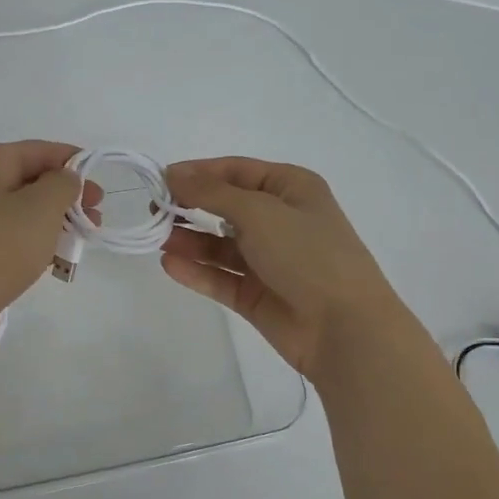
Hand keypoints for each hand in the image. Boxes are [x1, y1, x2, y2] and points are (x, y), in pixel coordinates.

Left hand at [0, 141, 99, 346]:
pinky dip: (37, 244)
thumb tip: (66, 178)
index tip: (102, 188)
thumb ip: (63, 184)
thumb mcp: (41, 207)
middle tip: (96, 218)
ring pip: (25, 212)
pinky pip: (14, 239)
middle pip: (33, 181)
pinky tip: (54, 262)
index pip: (42, 151)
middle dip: (68, 197)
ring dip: (56, 223)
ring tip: (81, 243)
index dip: (75, 163)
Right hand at [161, 156, 398, 380]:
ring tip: (160, 239)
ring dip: (190, 239)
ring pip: (219, 244)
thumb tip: (173, 173)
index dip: (198, 172)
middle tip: (154, 212)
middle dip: (190, 206)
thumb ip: (212, 192)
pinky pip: (220, 277)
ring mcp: (268, 260)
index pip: (236, 171)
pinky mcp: (256, 295)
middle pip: (225, 206)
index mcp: (291, 189)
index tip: (161, 181)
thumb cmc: (307, 254)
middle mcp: (280, 220)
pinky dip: (197, 270)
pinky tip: (171, 264)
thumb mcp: (259, 211)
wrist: (344, 327)